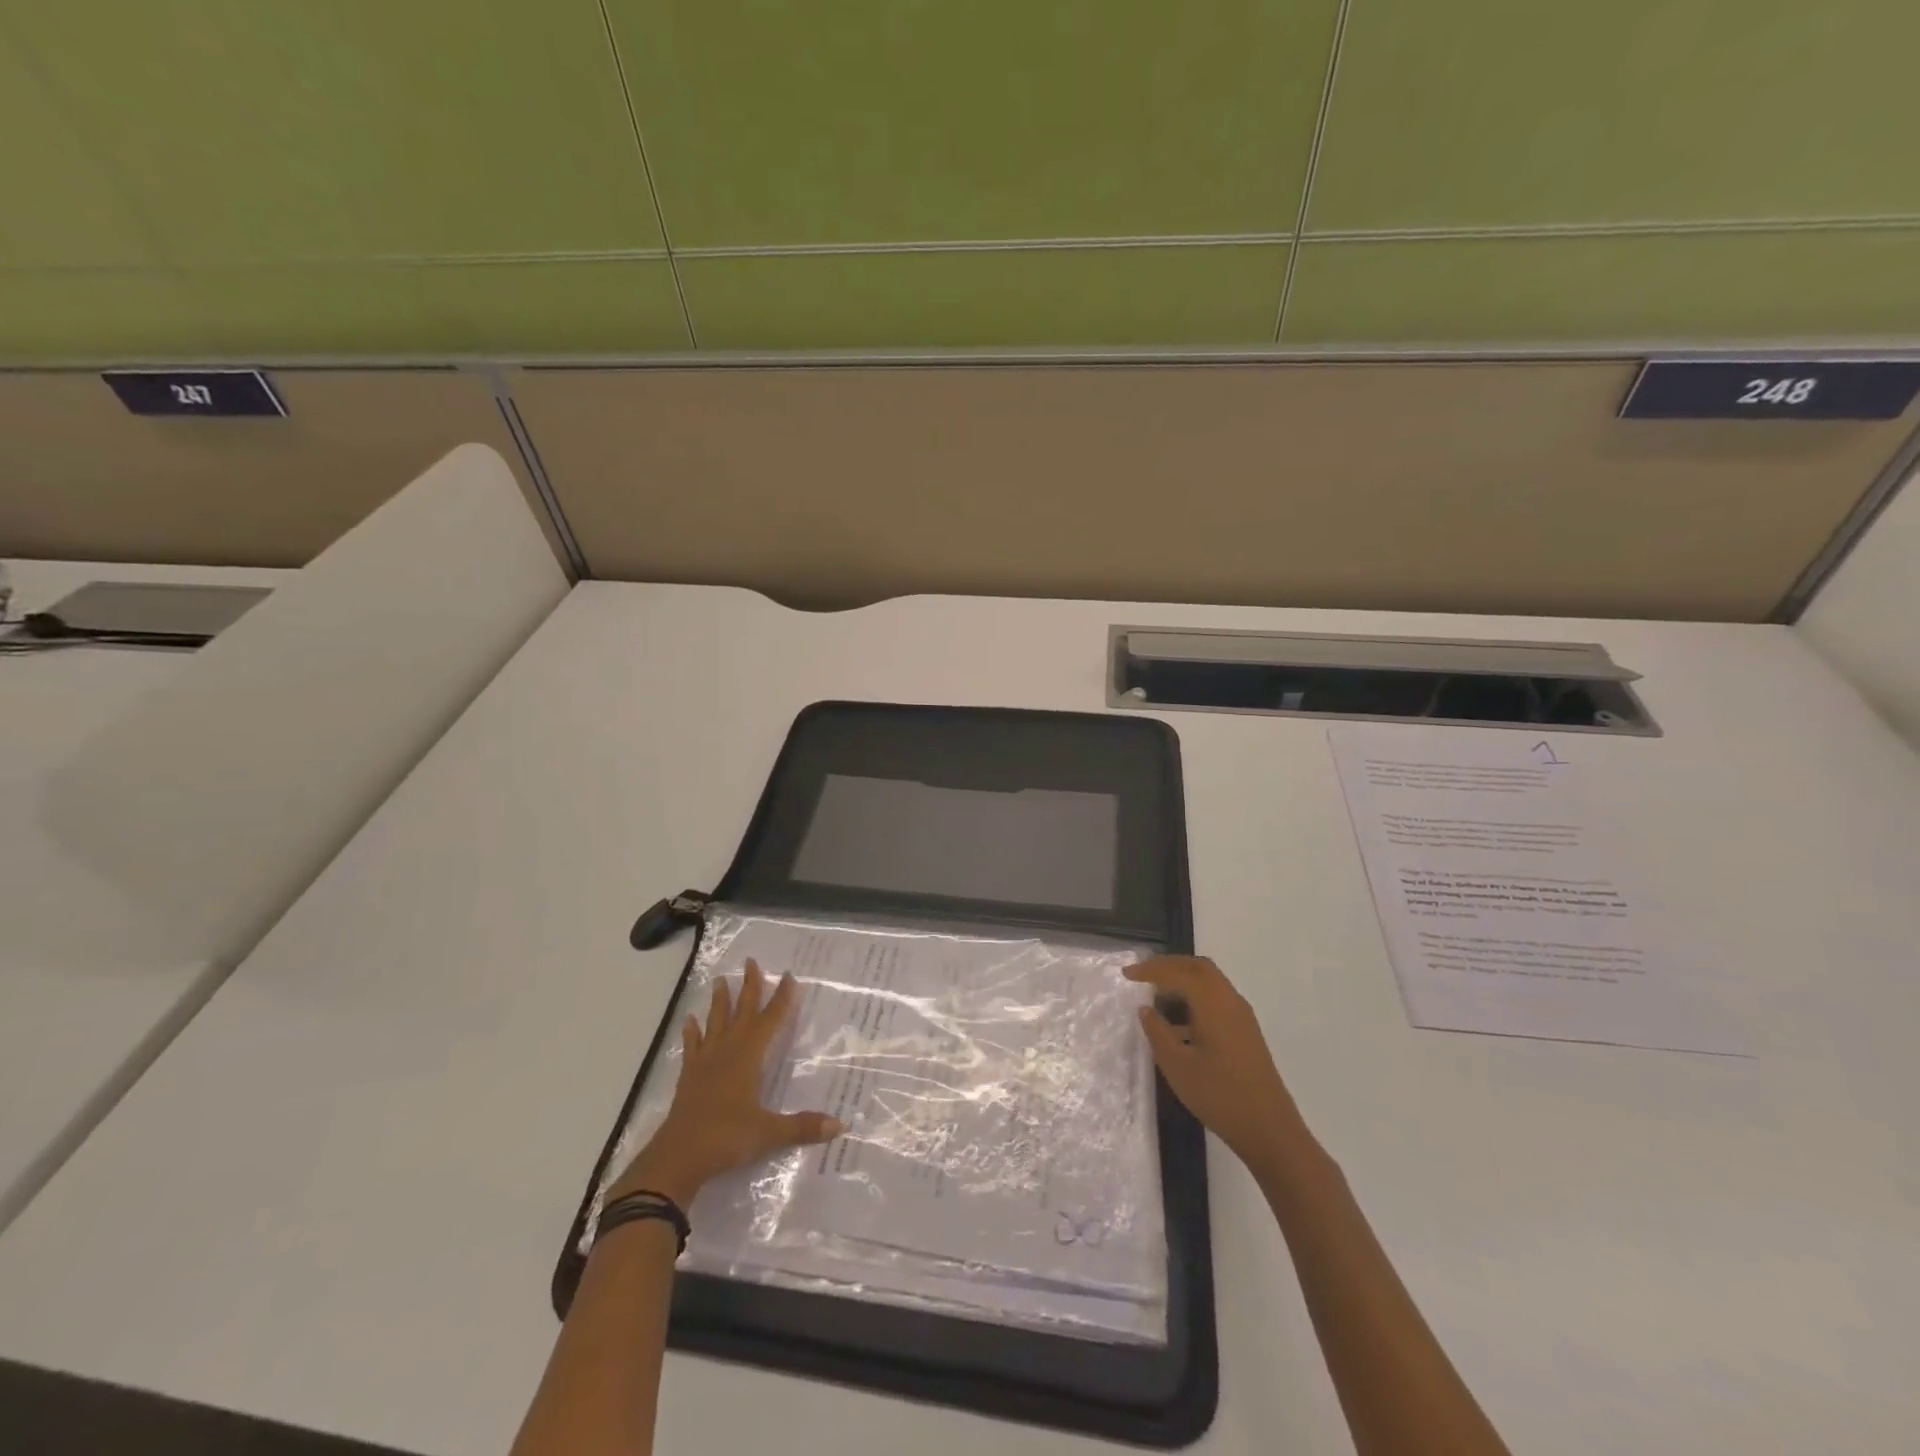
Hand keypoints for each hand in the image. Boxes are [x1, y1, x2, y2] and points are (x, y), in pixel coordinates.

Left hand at [608, 959, 843, 1208]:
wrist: (676, 1159)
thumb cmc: (725, 1139)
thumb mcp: (768, 1134)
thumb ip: (803, 1127)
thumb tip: (840, 1125)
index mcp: (748, 1058)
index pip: (770, 1021)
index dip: (782, 998)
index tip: (789, 975)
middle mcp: (727, 1052)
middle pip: (741, 1013)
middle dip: (749, 987)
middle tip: (751, 961)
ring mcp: (705, 1063)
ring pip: (715, 1024)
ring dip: (719, 1002)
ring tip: (720, 980)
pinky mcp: (689, 1078)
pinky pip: (692, 1047)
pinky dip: (692, 1032)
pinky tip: (690, 1020)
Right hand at [1127, 956, 1309, 1168]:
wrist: (1269, 1130)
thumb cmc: (1219, 1095)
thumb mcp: (1177, 1065)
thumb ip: (1158, 1032)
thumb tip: (1146, 1009)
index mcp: (1213, 1003)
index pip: (1178, 972)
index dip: (1151, 969)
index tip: (1127, 974)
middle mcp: (1230, 1000)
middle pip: (1198, 967)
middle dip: (1169, 965)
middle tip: (1143, 973)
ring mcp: (1241, 1016)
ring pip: (1209, 982)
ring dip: (1183, 980)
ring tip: (1156, 994)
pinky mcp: (1245, 1032)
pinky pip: (1216, 999)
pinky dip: (1194, 997)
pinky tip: (1178, 1022)